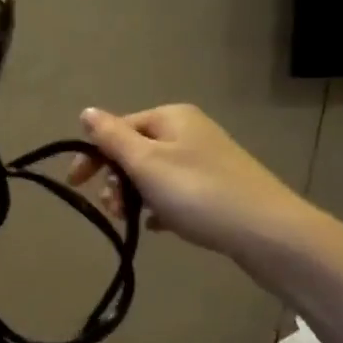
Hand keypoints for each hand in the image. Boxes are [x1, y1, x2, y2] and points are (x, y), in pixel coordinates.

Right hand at [68, 105, 319, 259]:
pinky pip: (175, 193)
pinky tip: (156, 227)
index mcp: (170, 118)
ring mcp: (205, 159)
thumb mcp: (146, 163)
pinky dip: (159, 207)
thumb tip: (86, 112)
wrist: (267, 231)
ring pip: (153, 174)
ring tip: (131, 220)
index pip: (117, 128)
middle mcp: (188, 131)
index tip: (76, 185)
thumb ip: (112, 137)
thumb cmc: (197, 192)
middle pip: (135, 150)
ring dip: (133, 195)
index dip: (93, 155)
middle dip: (115, 179)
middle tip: (111, 209)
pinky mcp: (217, 187)